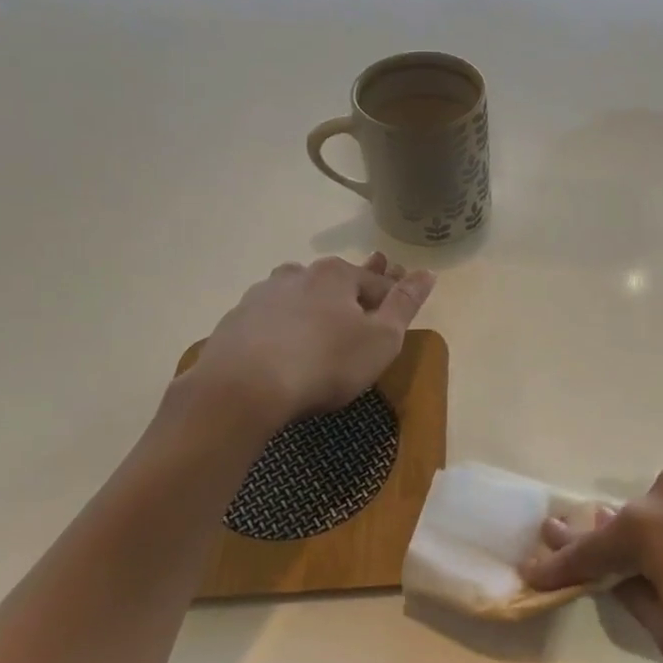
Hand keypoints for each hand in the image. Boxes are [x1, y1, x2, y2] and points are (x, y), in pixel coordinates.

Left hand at [173, 253, 434, 428]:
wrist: (241, 390)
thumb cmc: (325, 363)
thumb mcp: (381, 339)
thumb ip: (405, 304)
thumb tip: (427, 273)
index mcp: (336, 274)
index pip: (376, 282)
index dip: (393, 296)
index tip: (401, 308)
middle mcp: (297, 274)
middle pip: (336, 282)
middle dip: (354, 291)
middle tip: (367, 306)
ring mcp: (261, 296)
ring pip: (299, 295)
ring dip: (314, 304)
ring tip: (323, 320)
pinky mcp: (235, 323)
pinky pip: (271, 319)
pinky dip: (284, 326)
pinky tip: (285, 344)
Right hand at [523, 468, 662, 662]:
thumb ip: (644, 606)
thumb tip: (631, 582)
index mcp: (649, 528)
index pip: (587, 550)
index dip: (557, 565)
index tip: (530, 568)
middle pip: (626, 520)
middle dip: (602, 540)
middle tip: (576, 546)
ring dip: (652, 535)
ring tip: (649, 560)